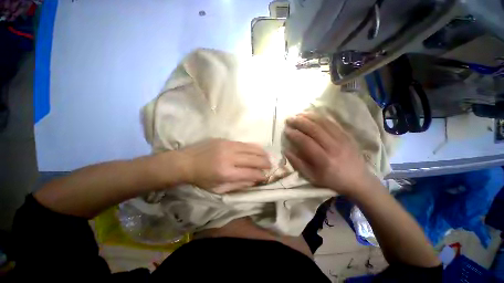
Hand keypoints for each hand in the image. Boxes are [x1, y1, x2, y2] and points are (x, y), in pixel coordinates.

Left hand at [178, 139, 270, 193]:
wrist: (185, 162)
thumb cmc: (201, 179)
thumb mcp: (218, 189)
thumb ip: (238, 185)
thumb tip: (254, 180)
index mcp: (227, 173)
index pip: (251, 173)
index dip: (261, 175)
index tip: (265, 177)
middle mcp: (229, 158)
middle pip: (254, 159)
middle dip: (265, 163)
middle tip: (270, 166)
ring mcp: (228, 146)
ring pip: (252, 148)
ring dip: (262, 153)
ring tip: (267, 157)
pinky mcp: (226, 140)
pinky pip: (244, 143)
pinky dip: (254, 147)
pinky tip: (258, 150)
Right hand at [284, 114, 376, 196]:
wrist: (358, 180)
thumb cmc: (332, 180)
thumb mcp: (312, 177)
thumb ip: (298, 164)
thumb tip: (286, 150)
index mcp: (324, 160)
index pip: (306, 142)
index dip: (294, 134)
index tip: (286, 130)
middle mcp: (333, 147)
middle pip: (314, 129)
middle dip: (299, 122)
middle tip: (289, 119)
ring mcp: (342, 139)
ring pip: (323, 123)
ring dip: (309, 116)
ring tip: (298, 114)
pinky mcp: (347, 135)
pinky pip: (332, 122)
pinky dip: (320, 117)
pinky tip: (312, 115)